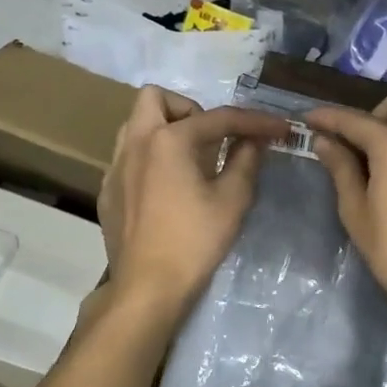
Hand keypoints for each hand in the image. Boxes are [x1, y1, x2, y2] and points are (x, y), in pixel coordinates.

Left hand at [97, 87, 289, 322]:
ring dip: (165, 130)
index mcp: (168, 140)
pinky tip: (168, 190)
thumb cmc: (195, 241)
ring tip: (191, 160)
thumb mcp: (233, 200)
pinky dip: (151, 159)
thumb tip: (255, 140)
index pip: (218, 118)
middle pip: (156, 98)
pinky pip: (129, 157)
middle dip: (189, 109)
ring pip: (136, 126)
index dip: (254, 121)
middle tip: (212, 139)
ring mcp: (115, 167)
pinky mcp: (108, 192)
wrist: (148, 288)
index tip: (279, 129)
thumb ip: (247, 160)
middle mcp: (135, 143)